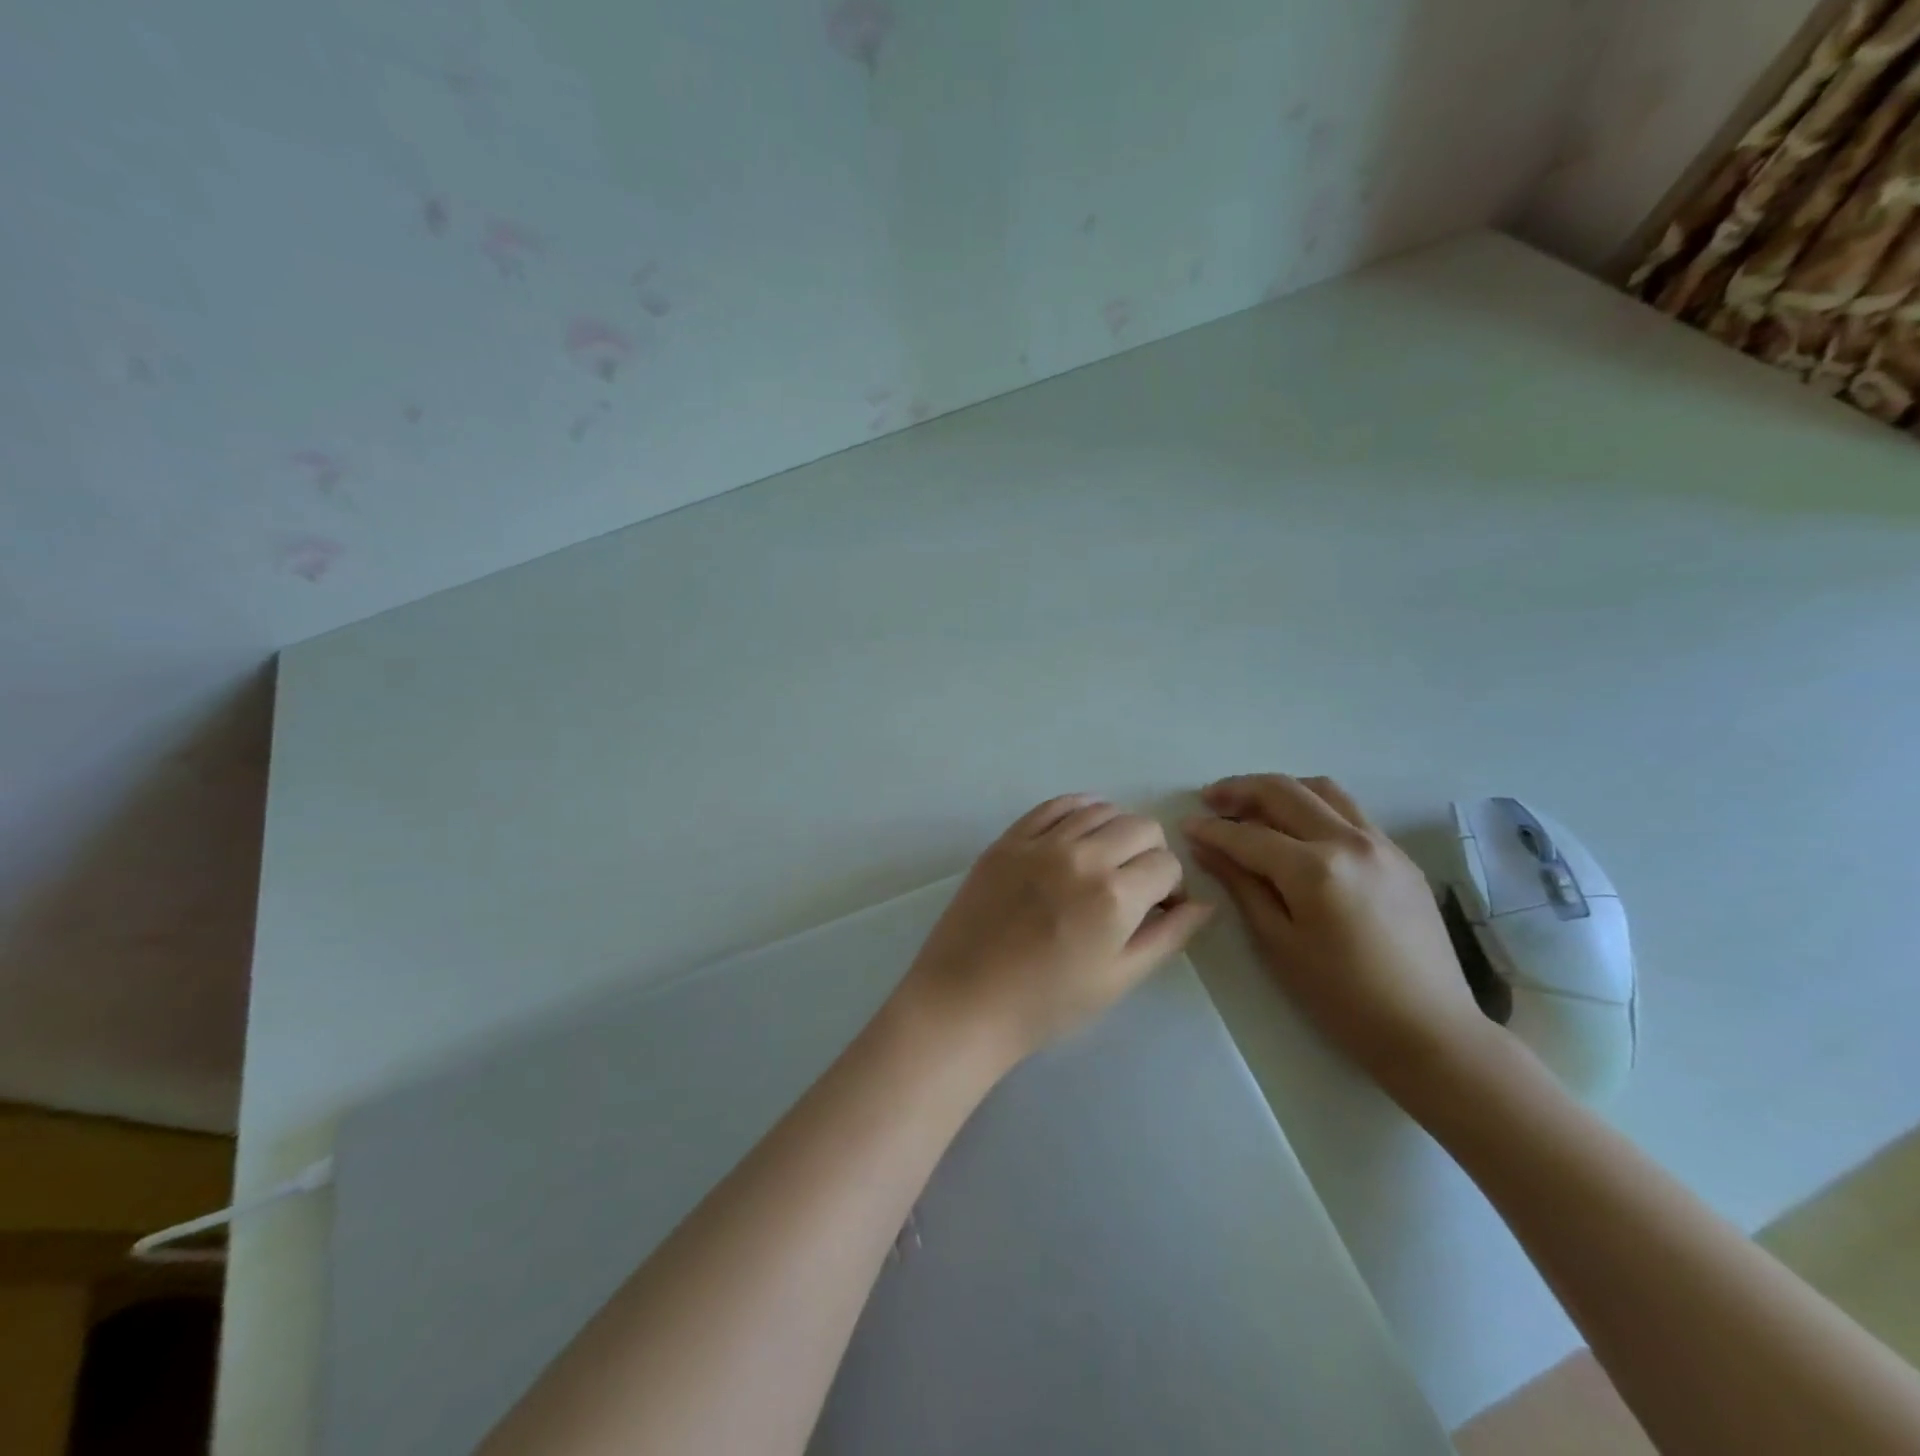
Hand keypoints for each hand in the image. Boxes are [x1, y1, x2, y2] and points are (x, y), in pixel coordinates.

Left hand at [896, 795, 1213, 1070]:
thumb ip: (1167, 937)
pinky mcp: (1009, 839)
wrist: (966, 1001)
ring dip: (1116, 831)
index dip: (1171, 887)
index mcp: (1115, 895)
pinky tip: (1078, 831)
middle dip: (1150, 853)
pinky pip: (1054, 805)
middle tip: (1134, 885)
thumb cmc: (1047, 1003)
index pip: (1166, 864)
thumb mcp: (1119, 979)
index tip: (1158, 909)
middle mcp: (1082, 856)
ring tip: (1104, 861)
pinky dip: (1077, 810)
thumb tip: (1202, 904)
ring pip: (1100, 810)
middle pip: (1140, 826)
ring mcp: (1040, 843)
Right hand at [1182, 774, 1497, 1096]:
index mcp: (1315, 869)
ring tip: (1253, 805)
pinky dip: (1314, 806)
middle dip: (1240, 790)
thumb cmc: (1341, 998)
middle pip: (1284, 792)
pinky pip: (1350, 811)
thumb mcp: (1278, 943)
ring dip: (1280, 790)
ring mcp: (1381, 844)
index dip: (1211, 829)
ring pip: (1321, 790)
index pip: (1248, 835)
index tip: (1185, 826)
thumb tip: (1206, 848)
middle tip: (1210, 800)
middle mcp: (1349, 841)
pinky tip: (1298, 829)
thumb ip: (1241, 885)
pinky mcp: (1400, 856)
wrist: (1429, 1030)